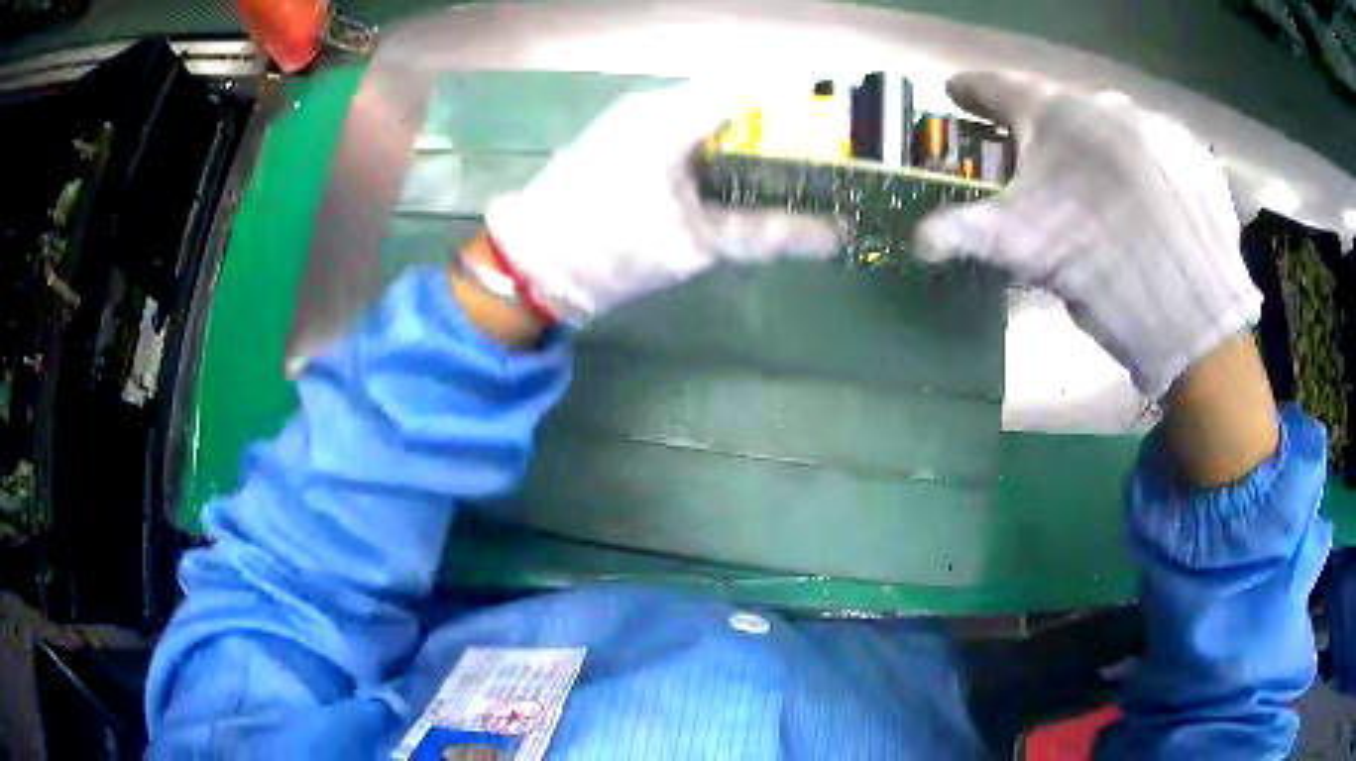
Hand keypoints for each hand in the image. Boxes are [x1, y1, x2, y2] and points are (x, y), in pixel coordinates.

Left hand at [485, 82, 842, 324]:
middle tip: (840, 138)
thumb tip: (836, 236)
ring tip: (813, 151)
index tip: (853, 99)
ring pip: (720, 107)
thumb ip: (768, 233)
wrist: (533, 262)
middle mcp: (660, 102)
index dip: (806, 83)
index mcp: (673, 116)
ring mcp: (643, 116)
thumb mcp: (696, 245)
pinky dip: (734, 140)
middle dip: (793, 109)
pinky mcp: (634, 135)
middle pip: (742, 89)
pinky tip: (759, 164)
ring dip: (764, 125)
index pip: (756, 80)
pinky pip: (698, 125)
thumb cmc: (609, 249)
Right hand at [915, 72, 1261, 398]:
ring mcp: (1156, 124)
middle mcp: (1105, 103)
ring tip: (1109, 192)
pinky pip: (1159, 148)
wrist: (1193, 315)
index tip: (958, 92)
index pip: (1000, 88)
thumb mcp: (1026, 251)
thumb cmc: (1100, 273)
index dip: (973, 91)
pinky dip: (1148, 166)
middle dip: (1049, 134)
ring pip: (1116, 127)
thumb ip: (967, 232)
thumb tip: (917, 240)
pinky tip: (1152, 202)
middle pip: (1064, 111)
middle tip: (1047, 167)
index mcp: (1055, 115)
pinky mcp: (1194, 155)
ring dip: (1104, 150)